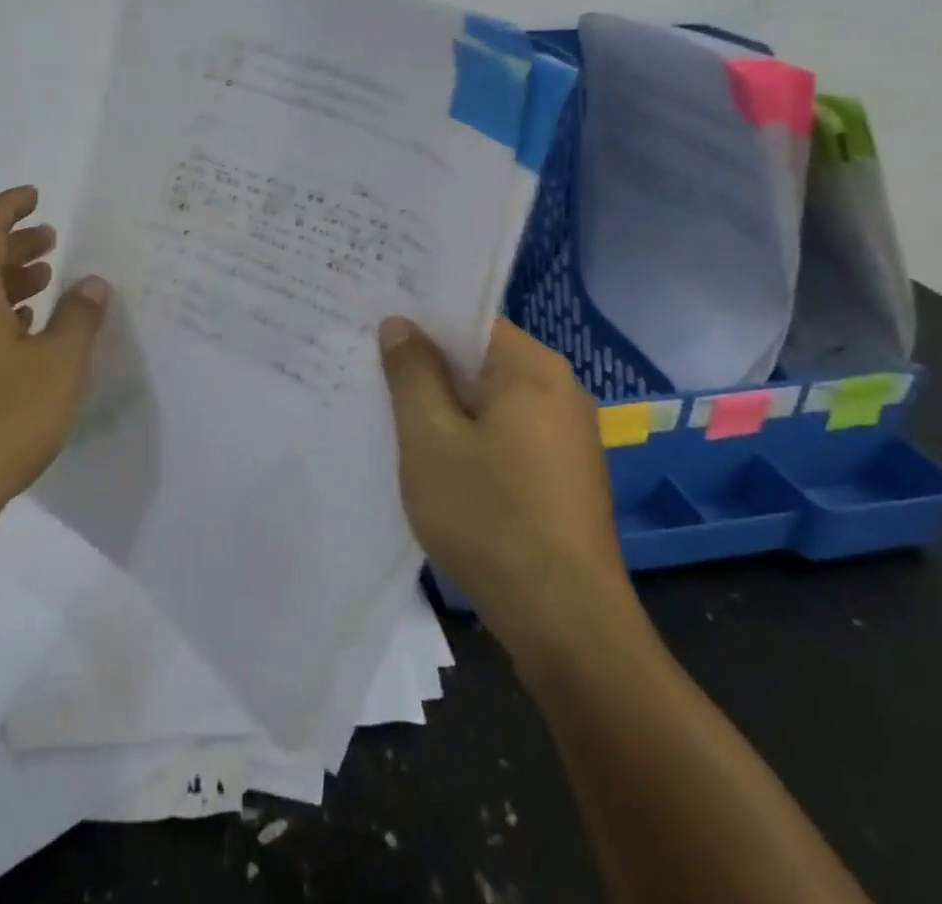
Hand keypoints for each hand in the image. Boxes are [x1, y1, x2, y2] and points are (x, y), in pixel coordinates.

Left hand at [0, 187, 109, 523]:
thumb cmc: (3, 419)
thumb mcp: (59, 364)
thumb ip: (79, 318)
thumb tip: (91, 284)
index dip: (9, 208)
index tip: (36, 195)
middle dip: (15, 245)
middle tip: (52, 240)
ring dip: (10, 281)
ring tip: (46, 281)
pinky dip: (2, 316)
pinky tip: (27, 334)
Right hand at [378, 315, 634, 652]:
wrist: (567, 623)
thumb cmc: (490, 516)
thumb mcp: (430, 438)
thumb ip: (412, 372)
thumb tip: (400, 324)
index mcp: (532, 367)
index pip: (469, 318)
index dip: (420, 321)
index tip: (375, 330)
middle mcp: (560, 388)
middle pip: (480, 358)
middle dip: (429, 366)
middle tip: (373, 373)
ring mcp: (569, 433)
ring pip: (492, 398)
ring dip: (447, 405)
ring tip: (395, 416)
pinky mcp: (567, 472)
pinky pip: (508, 431)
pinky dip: (472, 435)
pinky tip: (439, 461)